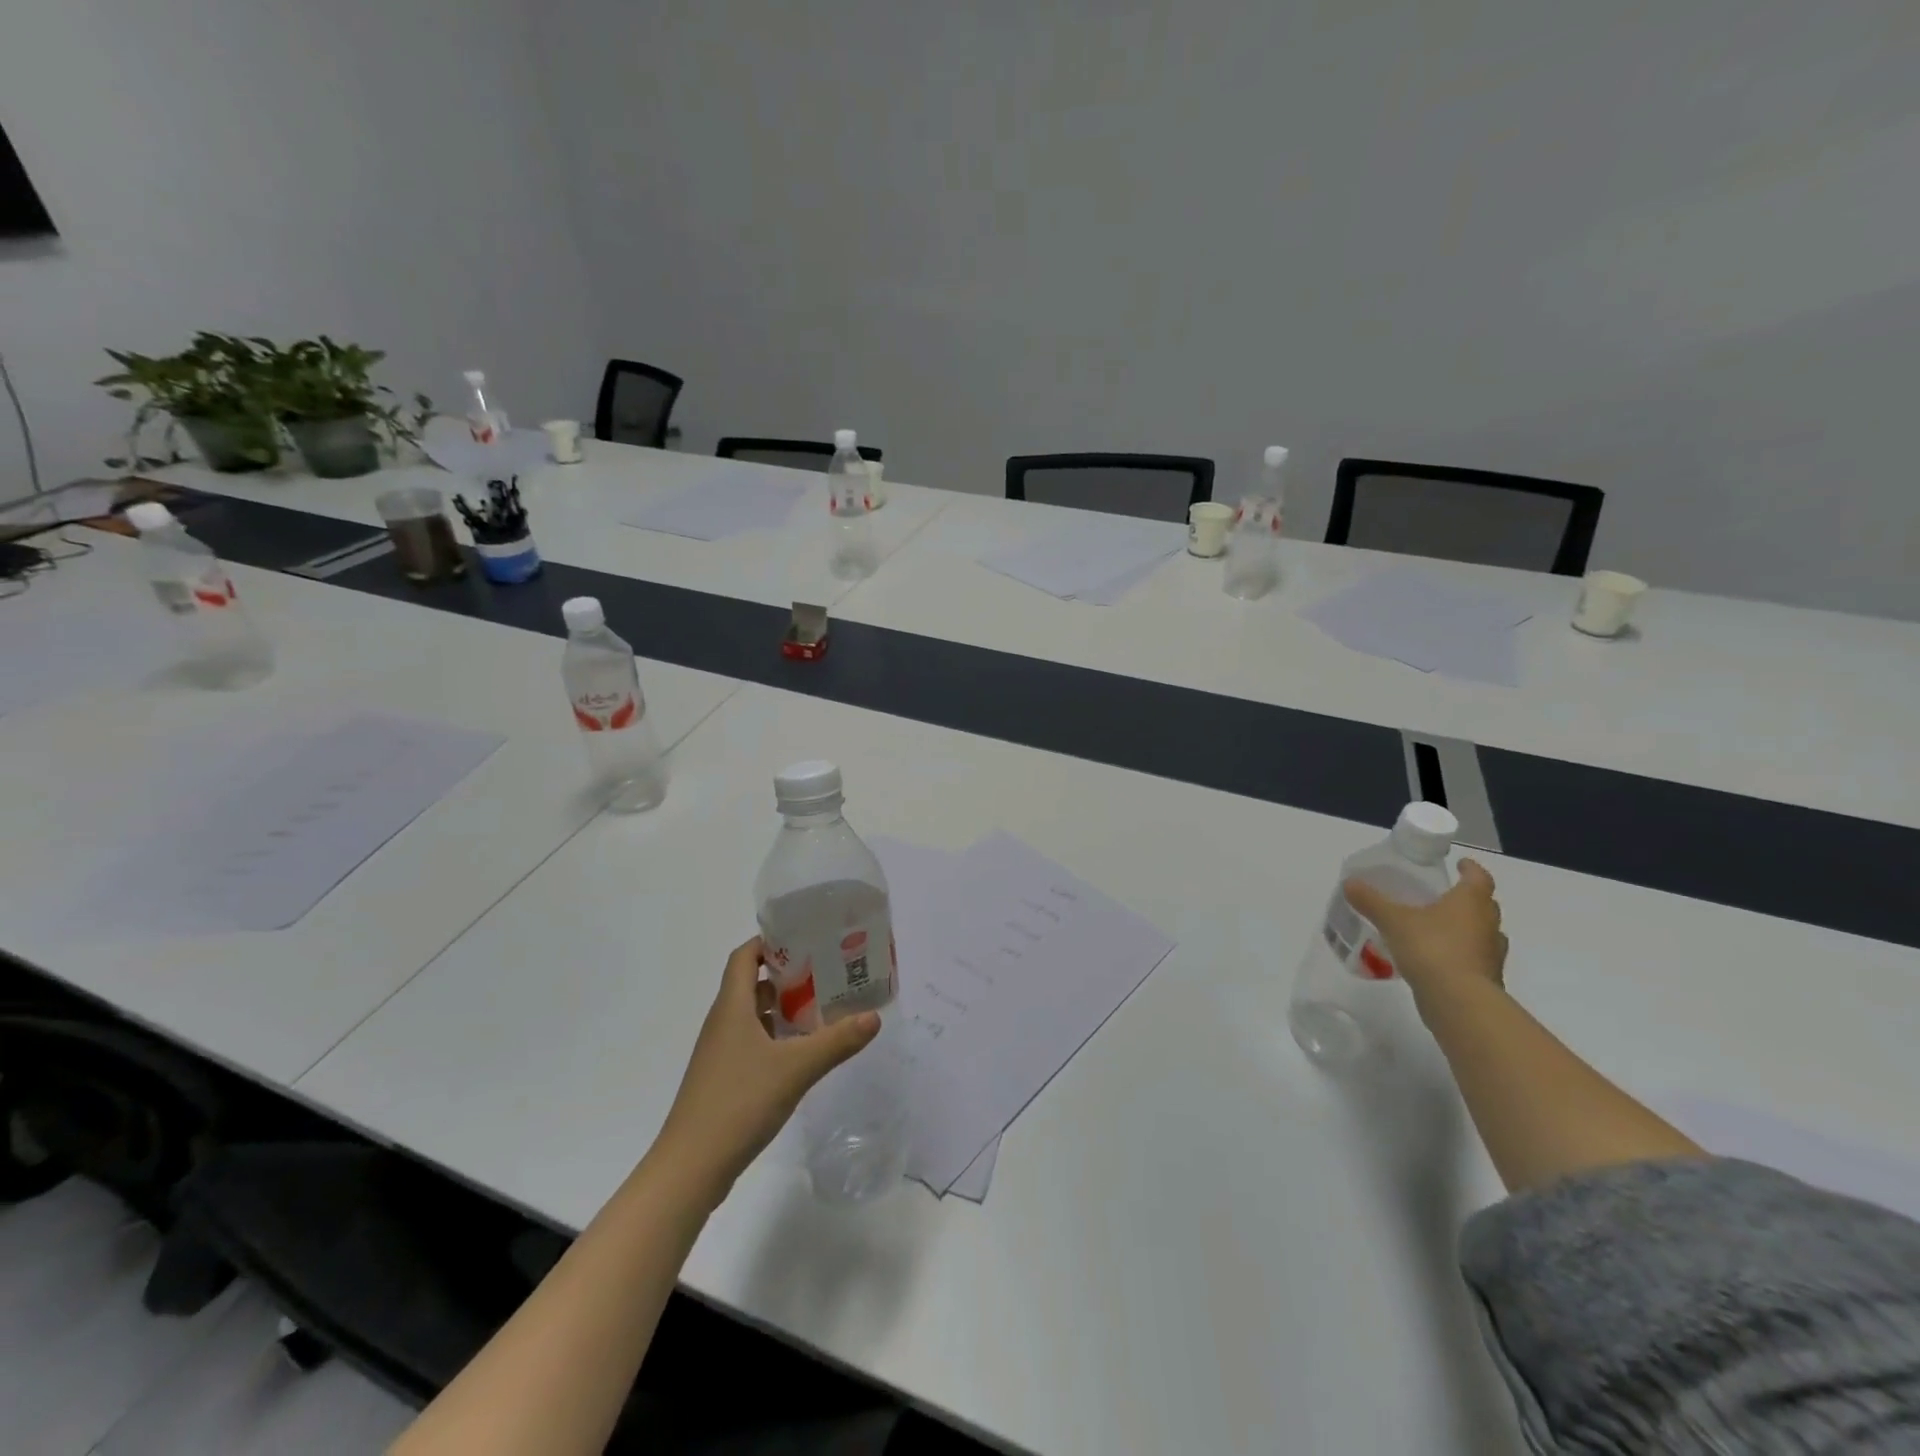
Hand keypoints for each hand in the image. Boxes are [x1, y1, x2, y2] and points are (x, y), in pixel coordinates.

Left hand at [654, 937, 879, 1202]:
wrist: (690, 1168)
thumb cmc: (739, 1103)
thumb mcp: (796, 1068)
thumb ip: (836, 1041)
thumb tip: (874, 1016)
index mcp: (732, 1008)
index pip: (744, 957)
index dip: (769, 942)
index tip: (804, 938)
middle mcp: (722, 1023)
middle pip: (752, 984)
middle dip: (788, 976)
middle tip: (827, 973)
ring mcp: (720, 1054)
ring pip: (753, 1016)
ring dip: (784, 1009)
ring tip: (822, 1010)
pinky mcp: (723, 1080)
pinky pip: (752, 1043)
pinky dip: (776, 1038)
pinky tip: (802, 1054)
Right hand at [1344, 859, 1508, 1010]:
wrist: (1459, 1002)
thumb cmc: (1431, 948)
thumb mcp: (1393, 920)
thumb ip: (1371, 901)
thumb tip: (1350, 883)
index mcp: (1470, 902)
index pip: (1479, 877)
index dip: (1470, 868)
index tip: (1460, 864)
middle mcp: (1488, 924)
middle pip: (1484, 905)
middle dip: (1467, 899)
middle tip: (1442, 896)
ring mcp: (1491, 954)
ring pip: (1482, 933)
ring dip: (1467, 928)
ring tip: (1438, 928)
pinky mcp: (1486, 979)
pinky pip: (1474, 958)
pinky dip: (1461, 954)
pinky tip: (1437, 958)